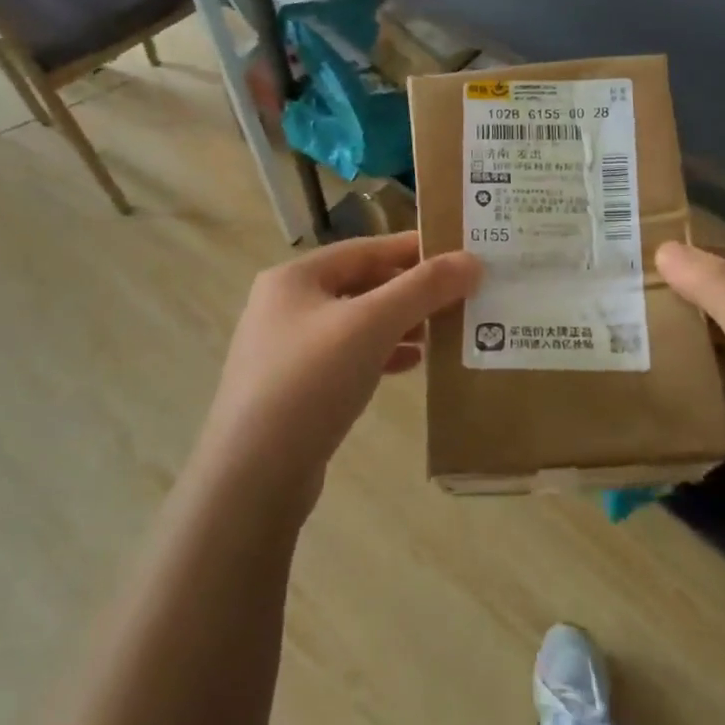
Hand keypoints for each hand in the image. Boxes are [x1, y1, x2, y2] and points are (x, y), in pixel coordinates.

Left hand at [198, 233, 481, 508]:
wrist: (253, 475)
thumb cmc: (311, 381)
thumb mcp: (372, 324)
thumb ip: (423, 288)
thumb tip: (471, 260)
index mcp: (294, 278)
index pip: (365, 249)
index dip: (413, 249)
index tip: (459, 254)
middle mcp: (285, 306)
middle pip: (360, 285)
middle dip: (409, 291)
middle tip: (458, 296)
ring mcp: (286, 350)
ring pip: (355, 324)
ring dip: (399, 325)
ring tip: (441, 333)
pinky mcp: (294, 389)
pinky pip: (346, 358)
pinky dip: (380, 355)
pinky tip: (411, 366)